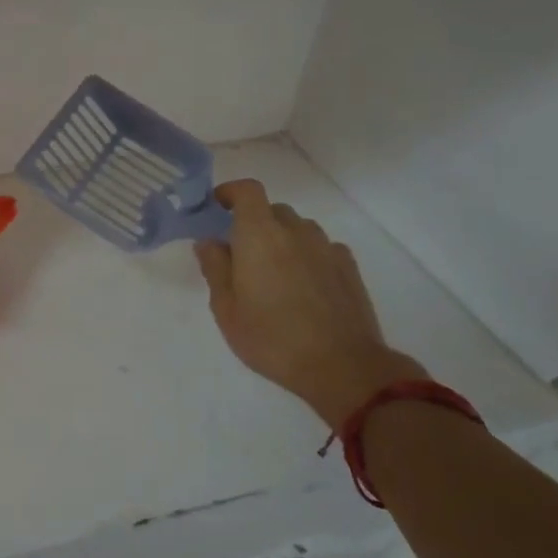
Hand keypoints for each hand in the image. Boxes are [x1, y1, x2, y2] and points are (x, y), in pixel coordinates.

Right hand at [194, 181, 424, 429]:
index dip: (230, 192)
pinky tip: (303, 286)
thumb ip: (215, 268)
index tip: (216, 206)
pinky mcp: (349, 267)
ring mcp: (326, 248)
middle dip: (253, 223)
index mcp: (259, 235)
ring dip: (282, 239)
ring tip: (274, 273)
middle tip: (241, 254)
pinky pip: (321, 248)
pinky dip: (307, 255)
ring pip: (298, 229)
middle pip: (272, 210)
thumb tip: (208, 242)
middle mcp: (295, 231)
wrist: (342, 366)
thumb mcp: (226, 309)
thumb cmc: (271, 338)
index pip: (247, 191)